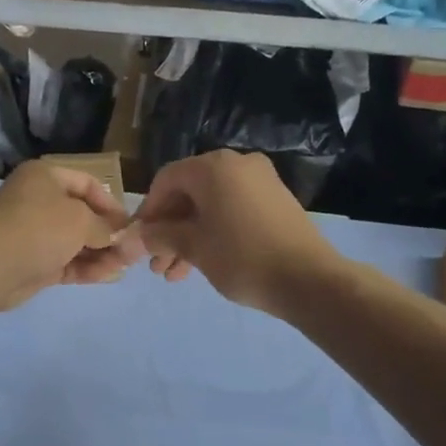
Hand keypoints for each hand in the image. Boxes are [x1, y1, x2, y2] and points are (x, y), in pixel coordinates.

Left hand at [0, 160, 140, 310]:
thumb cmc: (39, 228)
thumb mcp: (80, 220)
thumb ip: (105, 227)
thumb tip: (120, 235)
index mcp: (44, 177)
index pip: (87, 184)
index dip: (111, 203)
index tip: (130, 224)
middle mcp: (37, 201)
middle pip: (81, 215)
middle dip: (108, 233)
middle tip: (131, 250)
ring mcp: (34, 234)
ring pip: (74, 242)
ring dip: (100, 253)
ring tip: (125, 266)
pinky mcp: (32, 263)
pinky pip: (66, 262)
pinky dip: (86, 268)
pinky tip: (108, 276)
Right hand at [136, 150, 336, 314]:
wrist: (309, 280)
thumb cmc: (242, 258)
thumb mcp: (193, 247)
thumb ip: (160, 236)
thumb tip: (135, 237)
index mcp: (214, 167)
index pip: (166, 180)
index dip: (148, 211)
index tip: (139, 241)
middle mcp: (237, 164)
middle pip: (188, 194)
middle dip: (168, 231)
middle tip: (156, 264)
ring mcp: (260, 182)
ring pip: (210, 207)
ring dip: (188, 237)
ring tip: (174, 275)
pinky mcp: (274, 202)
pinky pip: (232, 211)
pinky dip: (213, 233)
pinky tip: (200, 264)